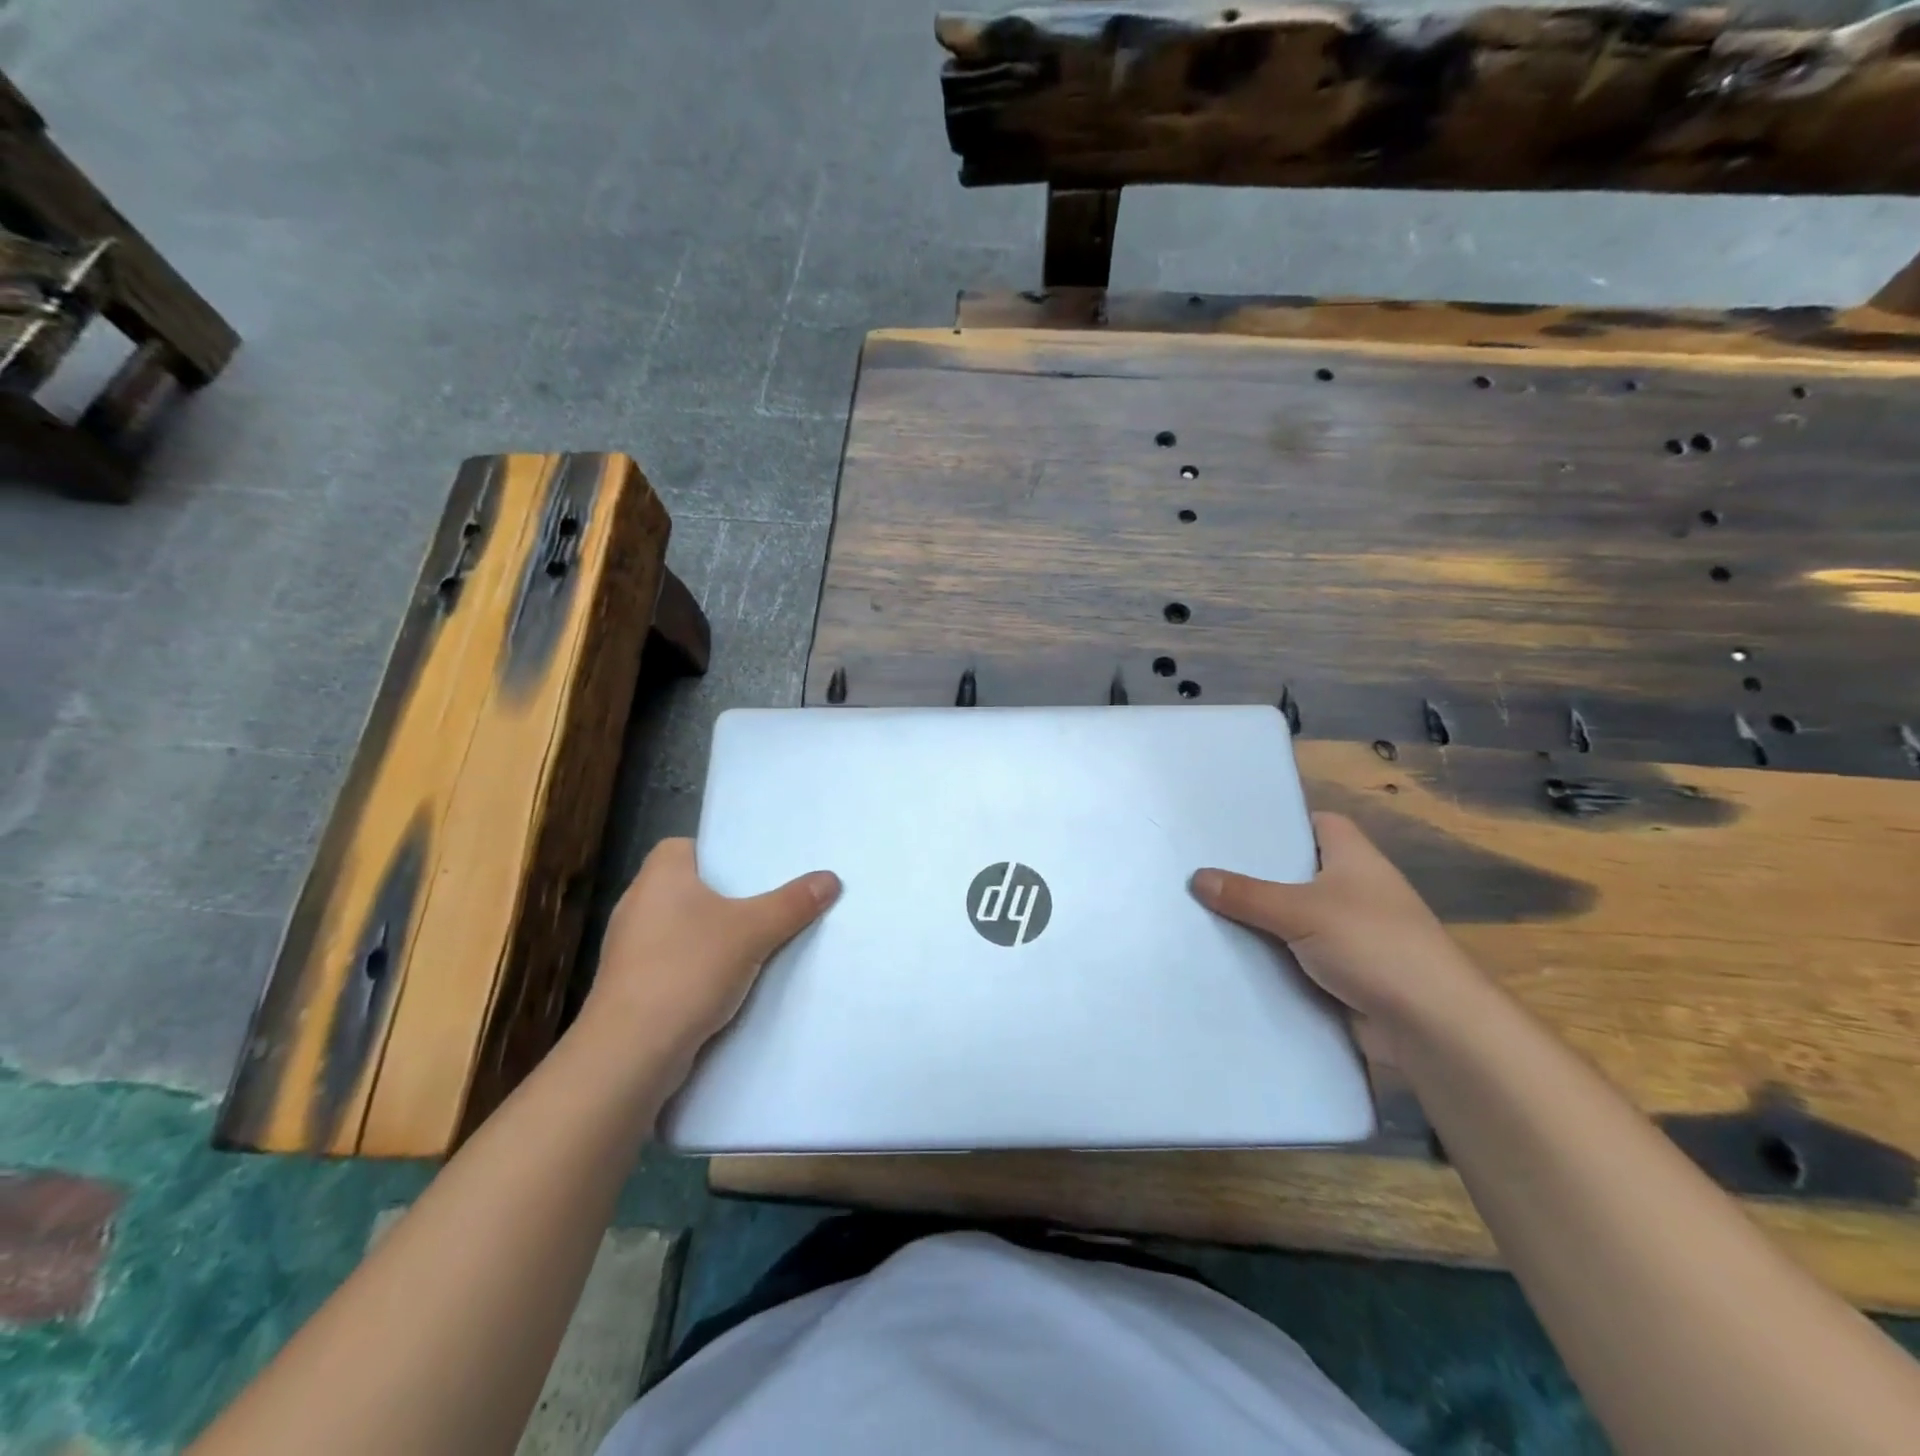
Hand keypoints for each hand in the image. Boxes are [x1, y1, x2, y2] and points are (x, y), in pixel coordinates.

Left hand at [580, 838, 838, 1079]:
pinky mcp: (632, 984)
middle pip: (694, 887)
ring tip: (762, 940)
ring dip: (717, 935)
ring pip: (686, 927)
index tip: (758, 868)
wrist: (629, 1052)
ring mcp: (631, 946)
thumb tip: (830, 878)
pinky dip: (702, 966)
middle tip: (774, 900)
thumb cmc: (687, 970)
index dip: (724, 853)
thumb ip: (792, 903)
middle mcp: (639, 902)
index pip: (692, 845)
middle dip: (730, 897)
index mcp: (659, 874)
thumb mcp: (752, 931)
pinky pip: (677, 961)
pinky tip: (733, 981)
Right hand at [1190, 812, 1487, 1043]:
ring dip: (1260, 920)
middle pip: (1297, 871)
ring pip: (1294, 917)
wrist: (1432, 1026)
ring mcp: (1350, 933)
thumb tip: (1196, 877)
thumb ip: (1247, 894)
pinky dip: (1272, 957)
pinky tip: (1230, 956)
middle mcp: (1354, 889)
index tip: (1234, 828)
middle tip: (1202, 867)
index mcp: (1353, 857)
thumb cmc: (1373, 945)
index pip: (1317, 823)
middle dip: (1256, 874)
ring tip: (1202, 909)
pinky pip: (1297, 956)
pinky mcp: (1345, 972)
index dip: (1281, 823)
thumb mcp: (1301, 911)